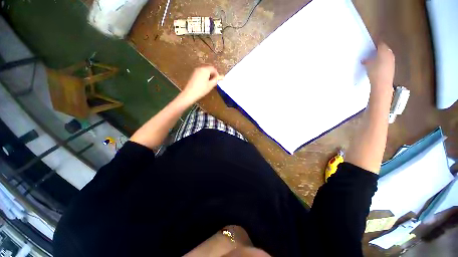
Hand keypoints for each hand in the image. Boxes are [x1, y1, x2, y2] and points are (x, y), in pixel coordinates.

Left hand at [181, 66, 223, 103]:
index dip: (217, 74)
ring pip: (205, 71)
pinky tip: (204, 83)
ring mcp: (196, 71)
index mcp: (205, 70)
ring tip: (210, 83)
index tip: (218, 81)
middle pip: (209, 69)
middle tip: (214, 82)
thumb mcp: (211, 85)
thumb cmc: (202, 89)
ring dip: (209, 76)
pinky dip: (204, 76)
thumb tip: (223, 76)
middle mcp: (200, 68)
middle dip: (213, 74)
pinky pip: (201, 73)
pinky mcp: (193, 75)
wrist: (190, 94)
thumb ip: (217, 79)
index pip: (213, 69)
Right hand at [364, 43, 394, 97]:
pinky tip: (378, 65)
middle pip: (384, 49)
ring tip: (374, 59)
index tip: (371, 45)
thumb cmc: (374, 72)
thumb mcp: (368, 65)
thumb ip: (366, 60)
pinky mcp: (392, 67)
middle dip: (379, 50)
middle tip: (372, 52)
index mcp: (384, 51)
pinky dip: (383, 61)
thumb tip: (365, 59)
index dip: (376, 44)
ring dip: (381, 56)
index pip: (381, 44)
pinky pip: (387, 61)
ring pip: (386, 55)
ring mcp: (392, 61)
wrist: (382, 83)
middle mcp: (390, 54)